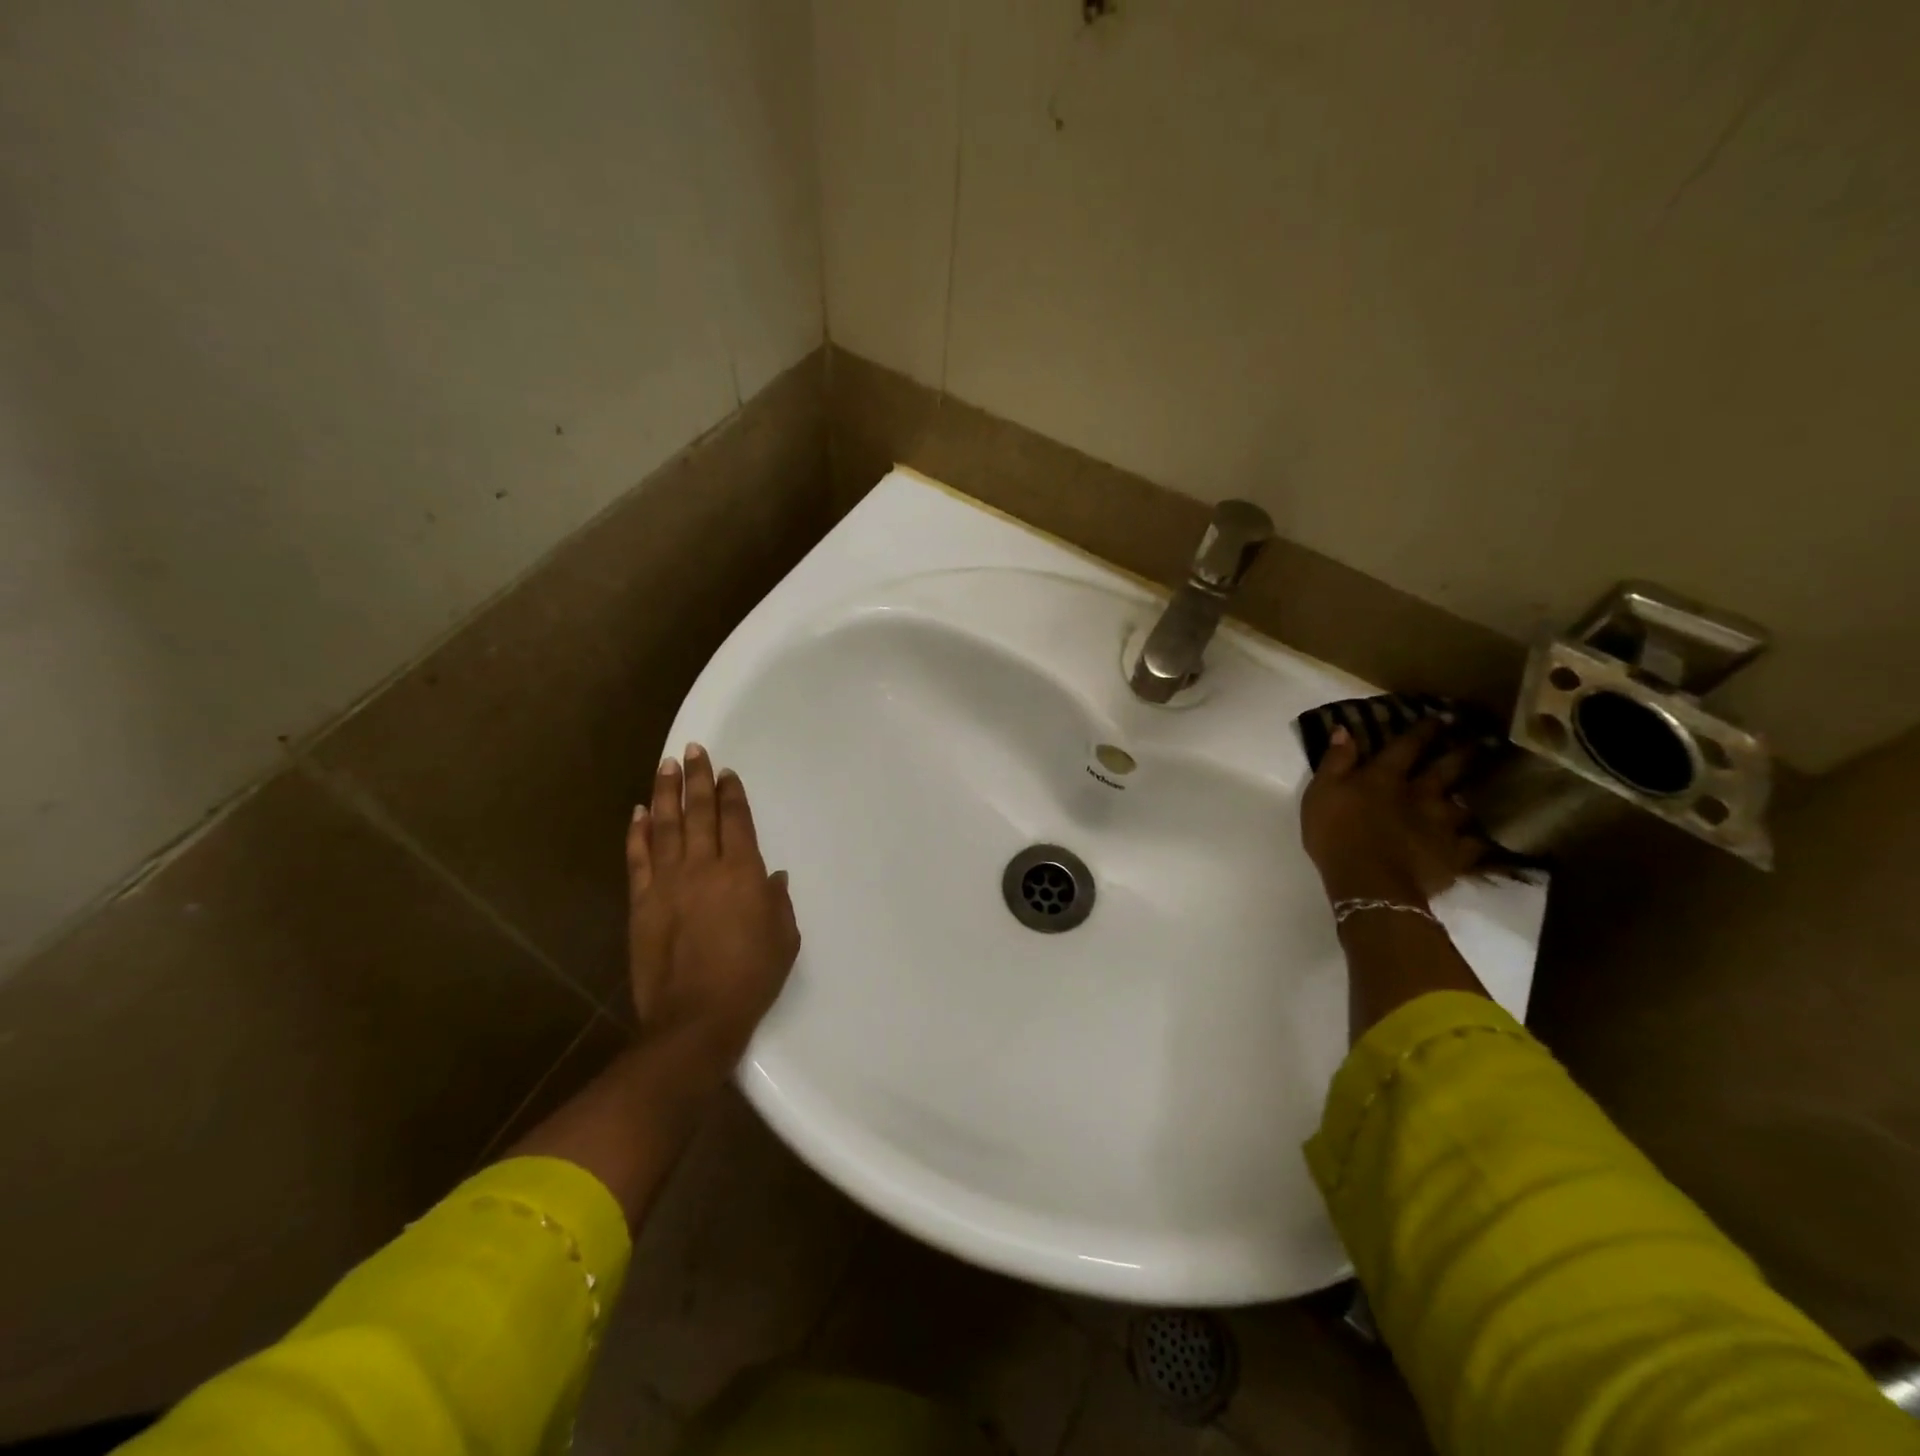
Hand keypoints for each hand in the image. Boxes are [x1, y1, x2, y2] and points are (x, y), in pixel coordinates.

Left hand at [626, 744, 800, 1065]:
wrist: (696, 1018)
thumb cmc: (751, 977)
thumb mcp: (783, 939)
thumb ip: (778, 902)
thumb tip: (771, 876)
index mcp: (742, 873)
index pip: (736, 820)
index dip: (731, 794)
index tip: (726, 772)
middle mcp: (704, 867)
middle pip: (699, 812)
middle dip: (698, 778)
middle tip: (694, 750)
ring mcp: (668, 882)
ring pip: (666, 826)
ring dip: (666, 792)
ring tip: (666, 765)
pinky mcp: (642, 902)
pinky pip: (638, 858)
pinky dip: (638, 832)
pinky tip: (639, 811)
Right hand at [1299, 719, 1483, 906]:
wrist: (1369, 883)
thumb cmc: (1336, 834)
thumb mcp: (1321, 793)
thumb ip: (1335, 762)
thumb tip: (1345, 729)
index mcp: (1385, 778)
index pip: (1407, 746)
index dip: (1422, 730)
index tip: (1439, 717)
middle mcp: (1420, 794)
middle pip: (1445, 769)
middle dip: (1460, 753)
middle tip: (1478, 741)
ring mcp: (1441, 825)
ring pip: (1463, 805)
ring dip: (1472, 796)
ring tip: (1485, 791)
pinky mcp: (1454, 855)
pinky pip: (1475, 845)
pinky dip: (1480, 840)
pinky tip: (1487, 838)